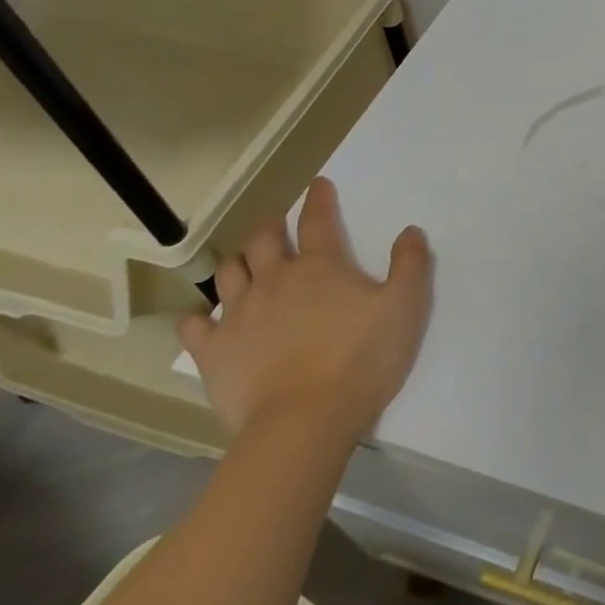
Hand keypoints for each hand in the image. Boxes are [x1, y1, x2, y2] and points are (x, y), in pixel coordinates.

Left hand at [178, 178, 431, 449]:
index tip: (318, 185)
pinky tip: (201, 319)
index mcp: (321, 267)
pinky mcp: (214, 351)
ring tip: (243, 263)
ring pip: (229, 273)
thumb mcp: (405, 308)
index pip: (318, 221)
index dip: (319, 200)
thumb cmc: (362, 359)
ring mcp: (239, 314)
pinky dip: (197, 318)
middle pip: (265, 240)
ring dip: (237, 262)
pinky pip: (194, 326)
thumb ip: (410, 265)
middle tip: (275, 221)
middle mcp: (275, 280)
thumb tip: (410, 231)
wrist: (305, 419)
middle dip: (270, 225)